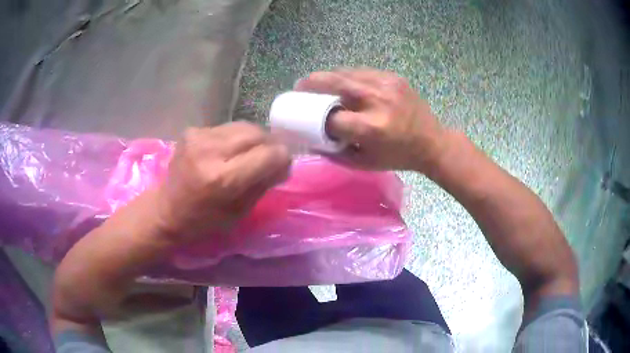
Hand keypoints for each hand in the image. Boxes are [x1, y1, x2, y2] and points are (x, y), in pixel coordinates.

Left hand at [156, 122, 290, 241]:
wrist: (167, 210)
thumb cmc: (205, 220)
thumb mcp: (241, 211)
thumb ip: (264, 182)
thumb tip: (283, 161)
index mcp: (223, 179)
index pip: (269, 155)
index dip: (282, 159)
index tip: (281, 167)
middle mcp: (210, 151)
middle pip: (258, 134)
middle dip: (270, 146)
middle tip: (269, 159)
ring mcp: (199, 136)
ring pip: (244, 126)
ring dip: (254, 140)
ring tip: (250, 154)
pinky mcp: (192, 130)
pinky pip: (227, 128)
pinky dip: (235, 138)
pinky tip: (229, 151)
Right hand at [295, 69, 448, 172]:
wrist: (432, 142)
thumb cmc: (398, 157)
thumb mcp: (365, 163)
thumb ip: (335, 152)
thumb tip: (312, 139)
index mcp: (371, 127)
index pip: (331, 117)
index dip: (315, 117)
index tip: (305, 116)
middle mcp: (377, 100)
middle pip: (334, 82)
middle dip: (312, 83)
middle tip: (300, 86)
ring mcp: (387, 84)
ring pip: (346, 72)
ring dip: (328, 77)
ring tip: (318, 82)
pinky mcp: (394, 77)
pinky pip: (362, 72)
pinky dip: (348, 76)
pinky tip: (344, 83)